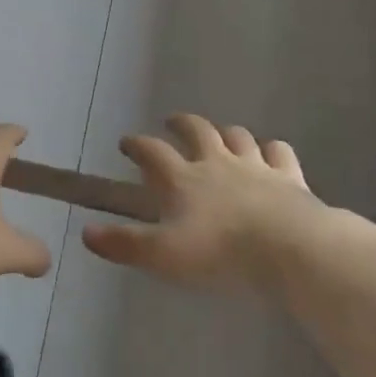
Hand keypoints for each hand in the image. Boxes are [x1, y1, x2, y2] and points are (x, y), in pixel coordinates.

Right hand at [82, 114, 326, 290]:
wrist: (289, 248)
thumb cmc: (220, 253)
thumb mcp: (163, 255)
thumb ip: (124, 243)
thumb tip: (86, 232)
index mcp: (183, 178)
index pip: (152, 152)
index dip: (137, 145)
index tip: (126, 142)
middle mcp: (216, 162)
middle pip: (197, 130)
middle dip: (181, 123)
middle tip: (172, 122)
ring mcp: (255, 165)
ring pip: (237, 136)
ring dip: (225, 132)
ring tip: (220, 135)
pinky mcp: (288, 176)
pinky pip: (279, 153)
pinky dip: (272, 150)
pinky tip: (272, 153)